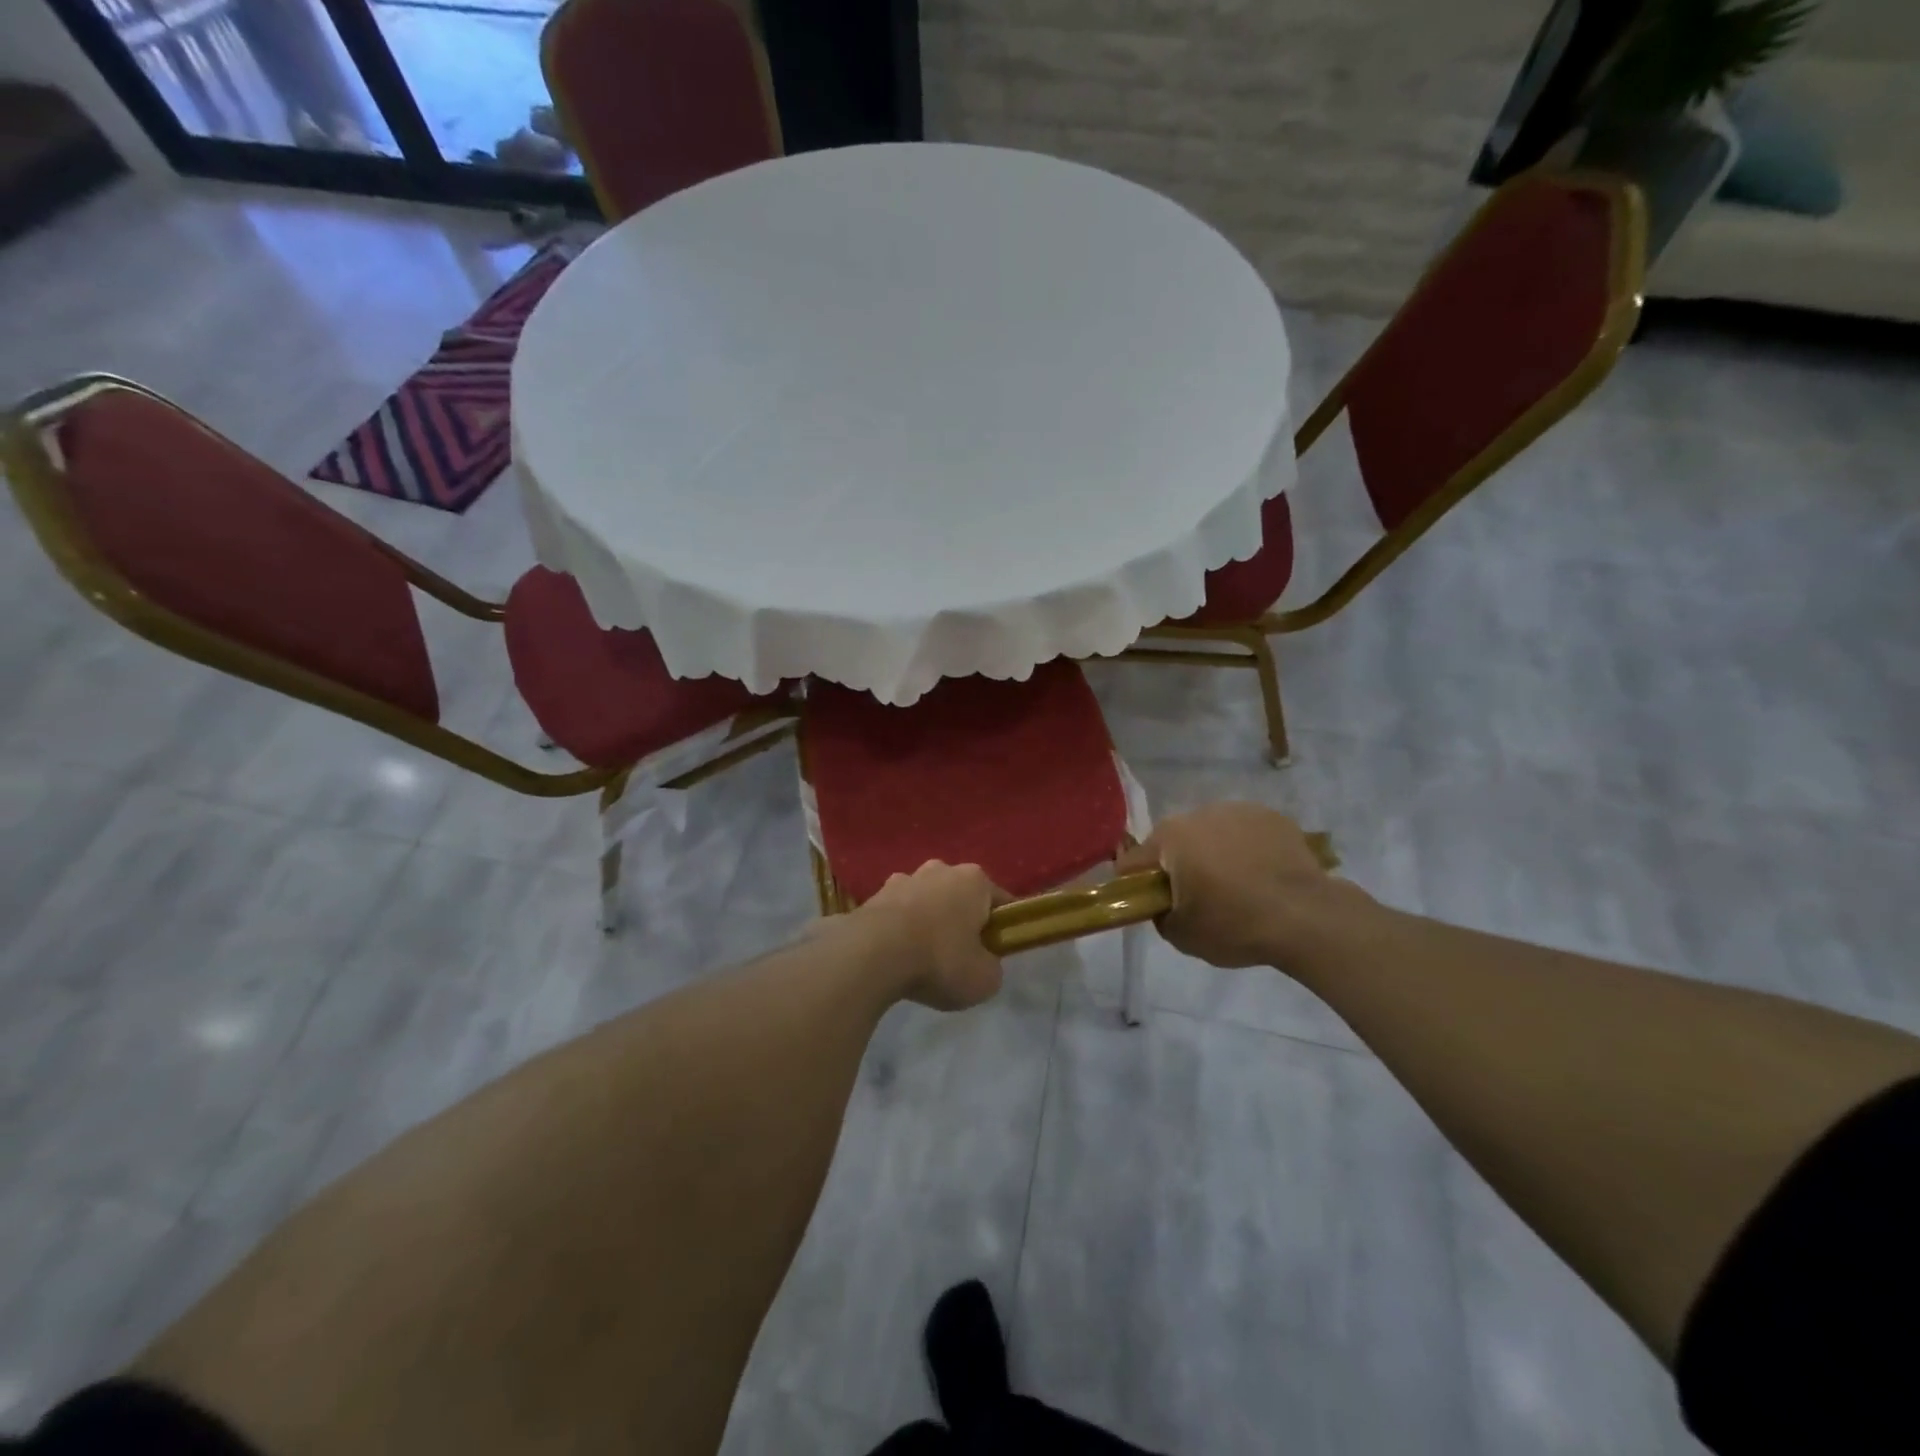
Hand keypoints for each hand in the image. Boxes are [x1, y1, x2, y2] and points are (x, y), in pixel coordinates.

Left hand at [849, 861, 1008, 1010]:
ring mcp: (903, 879)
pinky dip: (899, 931)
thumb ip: (991, 966)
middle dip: (961, 920)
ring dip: (927, 923)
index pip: (999, 901)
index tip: (995, 951)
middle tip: (959, 957)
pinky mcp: (873, 896)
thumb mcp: (985, 979)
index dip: (1001, 927)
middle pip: (959, 896)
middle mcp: (939, 869)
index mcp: (974, 880)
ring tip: (922, 959)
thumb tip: (983, 962)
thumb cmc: (940, 960)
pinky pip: (896, 914)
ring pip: (925, 902)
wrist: (872, 955)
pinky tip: (895, 957)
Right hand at [1116, 802, 1363, 968]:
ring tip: (1237, 889)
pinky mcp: (1273, 817)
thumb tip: (1164, 905)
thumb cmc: (1235, 924)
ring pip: (1211, 834)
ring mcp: (1239, 811)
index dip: (1137, 886)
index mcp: (1170, 837)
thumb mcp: (1182, 935)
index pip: (1134, 862)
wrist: (1308, 917)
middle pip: (1175, 843)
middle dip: (1179, 867)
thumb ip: (1160, 915)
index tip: (1154, 906)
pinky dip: (1247, 851)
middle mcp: (1200, 813)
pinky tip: (1262, 878)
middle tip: (1199, 900)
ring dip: (1214, 855)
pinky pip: (1246, 834)